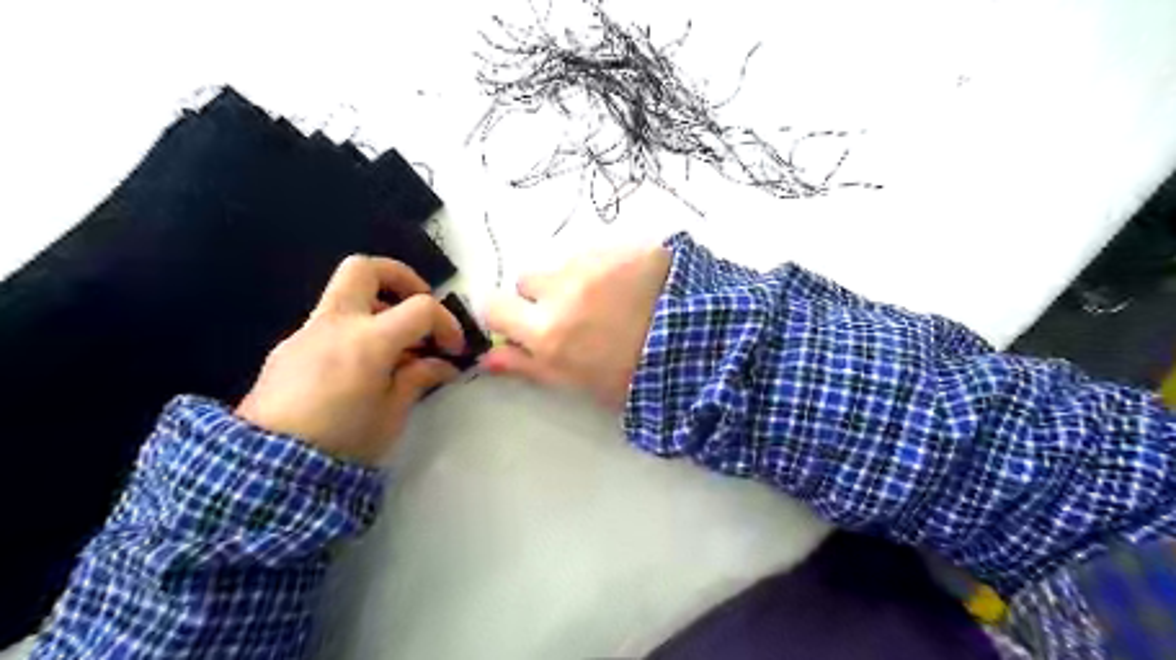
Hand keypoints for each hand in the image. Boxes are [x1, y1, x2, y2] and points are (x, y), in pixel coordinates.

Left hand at [234, 255, 466, 465]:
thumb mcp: (393, 414)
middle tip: (417, 307)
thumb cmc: (342, 443)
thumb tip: (442, 365)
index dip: (446, 322)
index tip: (453, 348)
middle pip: (365, 268)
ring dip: (377, 308)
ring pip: (344, 295)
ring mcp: (307, 332)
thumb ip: (419, 378)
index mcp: (368, 342)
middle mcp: (335, 324)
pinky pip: (329, 323)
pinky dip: (355, 330)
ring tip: (394, 349)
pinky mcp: (288, 348)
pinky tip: (361, 368)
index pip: (421, 307)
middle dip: (400, 278)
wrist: (266, 470)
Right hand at [479, 241, 670, 405]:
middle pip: (527, 280)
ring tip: (610, 297)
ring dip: (575, 277)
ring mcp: (592, 262)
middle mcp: (560, 290)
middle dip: (542, 295)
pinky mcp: (621, 244)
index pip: (494, 308)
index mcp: (547, 332)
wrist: (701, 346)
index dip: (507, 315)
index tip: (523, 322)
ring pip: (563, 263)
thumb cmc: (635, 377)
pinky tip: (633, 282)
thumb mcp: (578, 383)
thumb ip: (528, 367)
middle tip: (575, 312)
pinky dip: (606, 264)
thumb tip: (486, 358)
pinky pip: (597, 250)